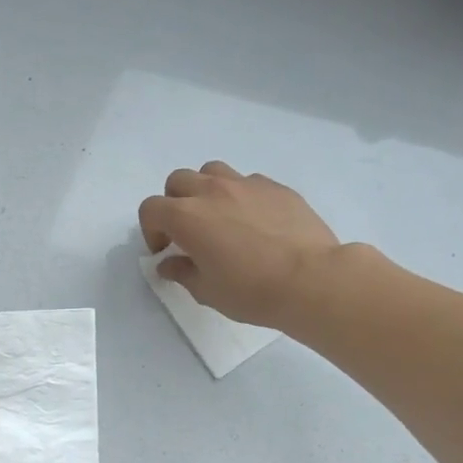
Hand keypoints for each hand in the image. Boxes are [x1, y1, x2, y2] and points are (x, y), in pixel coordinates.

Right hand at [138, 162, 344, 329]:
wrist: (311, 279)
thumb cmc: (250, 290)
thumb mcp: (206, 291)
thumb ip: (182, 272)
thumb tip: (168, 263)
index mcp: (186, 217)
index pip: (151, 209)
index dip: (151, 230)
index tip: (164, 251)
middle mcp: (212, 191)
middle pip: (178, 181)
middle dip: (174, 203)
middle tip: (187, 232)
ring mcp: (246, 184)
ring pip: (212, 171)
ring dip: (205, 190)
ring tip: (218, 217)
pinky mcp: (276, 187)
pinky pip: (247, 182)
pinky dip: (239, 196)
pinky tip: (253, 222)